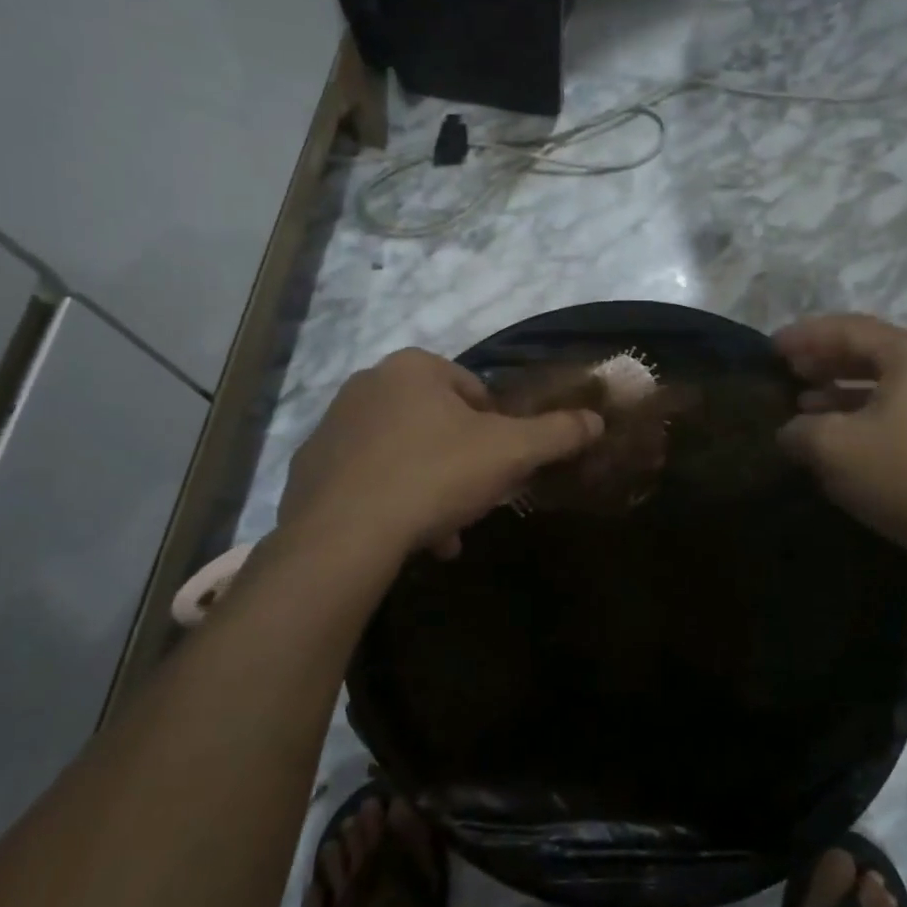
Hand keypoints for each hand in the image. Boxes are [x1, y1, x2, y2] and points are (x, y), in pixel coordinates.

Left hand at [280, 348, 603, 559]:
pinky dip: (389, 501)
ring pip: (401, 453)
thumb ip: (556, 433)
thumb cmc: (434, 475)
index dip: (496, 429)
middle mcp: (366, 385)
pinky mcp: (310, 468)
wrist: (344, 534)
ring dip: (429, 487)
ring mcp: (332, 426)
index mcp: (412, 368)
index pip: (473, 390)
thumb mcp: (510, 453)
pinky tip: (405, 537)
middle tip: (475, 500)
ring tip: (444, 531)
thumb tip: (597, 420)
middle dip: (461, 463)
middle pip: (436, 423)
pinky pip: (364, 478)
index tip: (500, 465)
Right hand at [775, 315, 906, 586]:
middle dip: (823, 359)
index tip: (772, 348)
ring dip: (839, 389)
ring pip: (882, 384)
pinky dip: (859, 414)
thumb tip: (790, 431)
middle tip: (787, 370)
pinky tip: (835, 436)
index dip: (806, 335)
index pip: (849, 329)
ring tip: (802, 403)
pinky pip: (894, 410)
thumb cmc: (902, 474)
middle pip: (869, 352)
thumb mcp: (832, 447)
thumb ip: (800, 429)